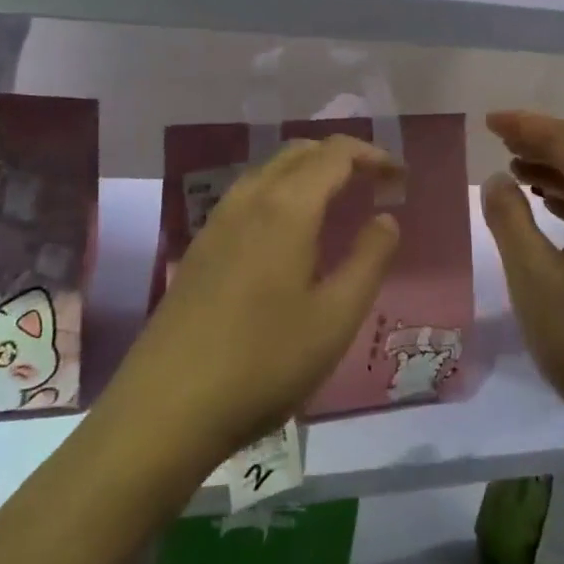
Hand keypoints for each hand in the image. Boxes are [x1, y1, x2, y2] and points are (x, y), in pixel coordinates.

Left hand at [102, 136, 402, 473]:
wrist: (164, 410)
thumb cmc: (264, 362)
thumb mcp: (335, 318)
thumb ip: (369, 260)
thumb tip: (385, 218)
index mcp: (287, 208)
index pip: (335, 154)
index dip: (372, 155)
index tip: (399, 177)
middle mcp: (249, 200)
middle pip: (300, 153)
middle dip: (342, 158)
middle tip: (373, 187)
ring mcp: (217, 223)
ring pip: (269, 171)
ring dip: (309, 173)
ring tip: (337, 205)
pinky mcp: (200, 249)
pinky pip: (249, 197)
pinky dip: (281, 193)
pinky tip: (289, 236)